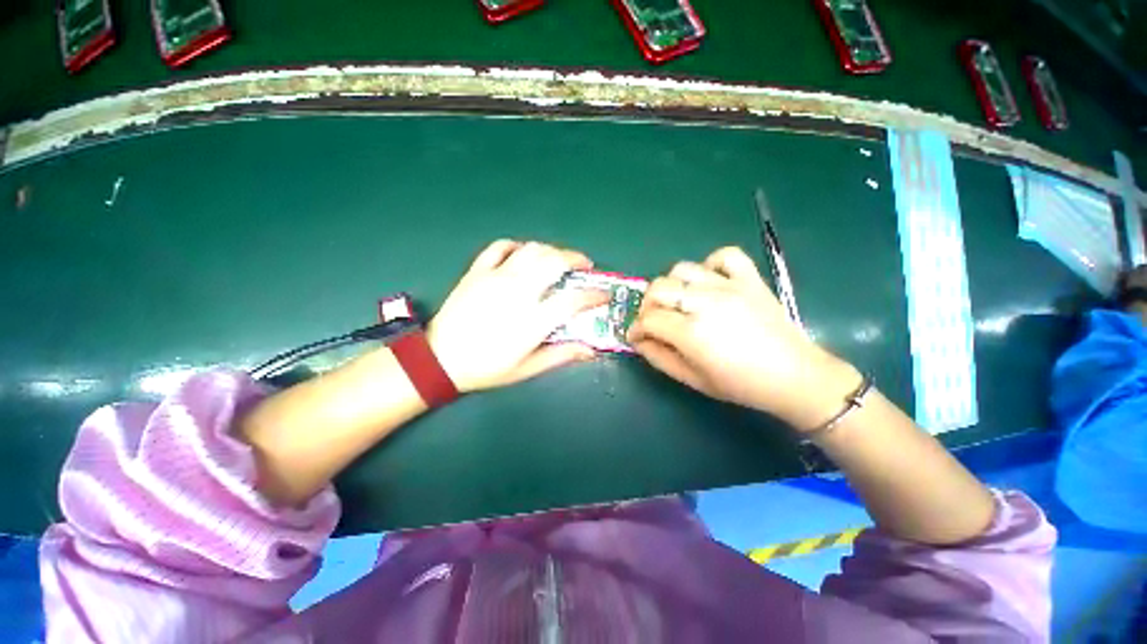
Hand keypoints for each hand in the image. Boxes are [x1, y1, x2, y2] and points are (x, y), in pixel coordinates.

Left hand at [427, 240, 607, 392]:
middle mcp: (519, 292)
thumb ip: (561, 355)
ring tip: (558, 260)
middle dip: (576, 259)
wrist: (440, 359)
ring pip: (532, 250)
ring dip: (551, 251)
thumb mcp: (527, 368)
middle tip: (584, 266)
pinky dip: (516, 246)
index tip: (604, 295)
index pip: (573, 299)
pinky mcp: (477, 271)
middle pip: (555, 262)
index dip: (595, 295)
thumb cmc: (487, 368)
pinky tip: (523, 254)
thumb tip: (591, 350)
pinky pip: (500, 247)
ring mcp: (496, 277)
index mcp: (533, 319)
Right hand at [627, 246, 859, 430]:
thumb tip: (639, 341)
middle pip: (658, 288)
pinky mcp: (749, 279)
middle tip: (653, 320)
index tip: (636, 337)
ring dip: (671, 285)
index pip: (648, 320)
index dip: (636, 329)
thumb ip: (660, 358)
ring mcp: (729, 287)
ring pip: (683, 269)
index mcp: (691, 333)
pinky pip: (725, 255)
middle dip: (646, 305)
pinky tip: (709, 281)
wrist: (795, 376)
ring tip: (678, 301)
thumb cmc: (741, 384)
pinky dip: (711, 264)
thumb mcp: (693, 380)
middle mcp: (705, 303)